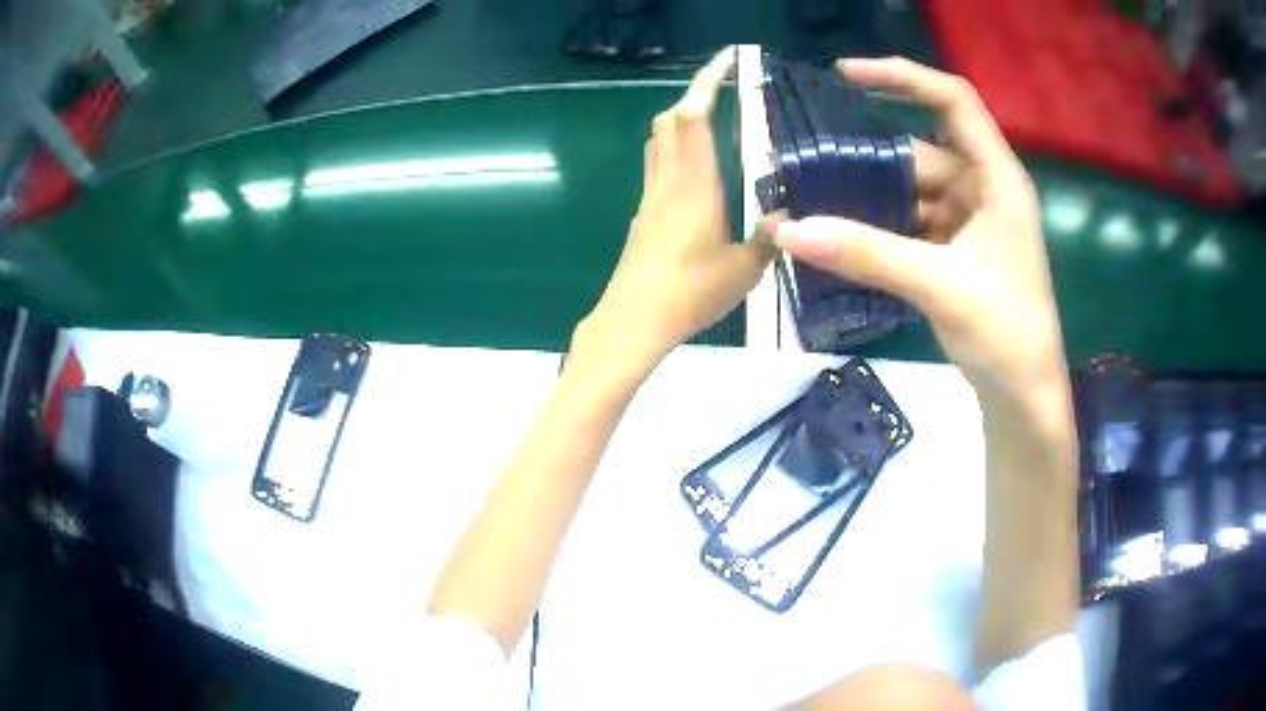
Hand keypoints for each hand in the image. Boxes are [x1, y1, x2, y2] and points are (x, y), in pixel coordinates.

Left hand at [573, 48, 775, 379]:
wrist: (633, 322)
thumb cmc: (690, 294)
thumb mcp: (745, 270)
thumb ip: (769, 239)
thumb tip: (787, 218)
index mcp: (695, 185)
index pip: (693, 116)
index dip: (707, 81)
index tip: (727, 60)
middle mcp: (668, 181)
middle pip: (670, 120)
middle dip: (695, 94)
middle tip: (725, 90)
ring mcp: (650, 197)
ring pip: (659, 140)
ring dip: (682, 119)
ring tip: (714, 120)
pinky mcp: (643, 215)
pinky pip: (657, 166)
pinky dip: (675, 149)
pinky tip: (697, 171)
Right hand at [771, 58, 1066, 399]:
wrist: (1022, 393)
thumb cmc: (1005, 332)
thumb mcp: (939, 285)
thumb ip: (866, 253)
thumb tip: (786, 228)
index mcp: (996, 177)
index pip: (953, 100)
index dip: (902, 76)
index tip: (846, 74)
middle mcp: (982, 188)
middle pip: (917, 154)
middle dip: (864, 162)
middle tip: (805, 170)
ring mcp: (967, 221)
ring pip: (908, 193)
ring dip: (864, 202)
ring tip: (810, 209)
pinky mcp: (954, 251)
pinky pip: (908, 226)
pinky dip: (876, 232)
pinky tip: (840, 241)